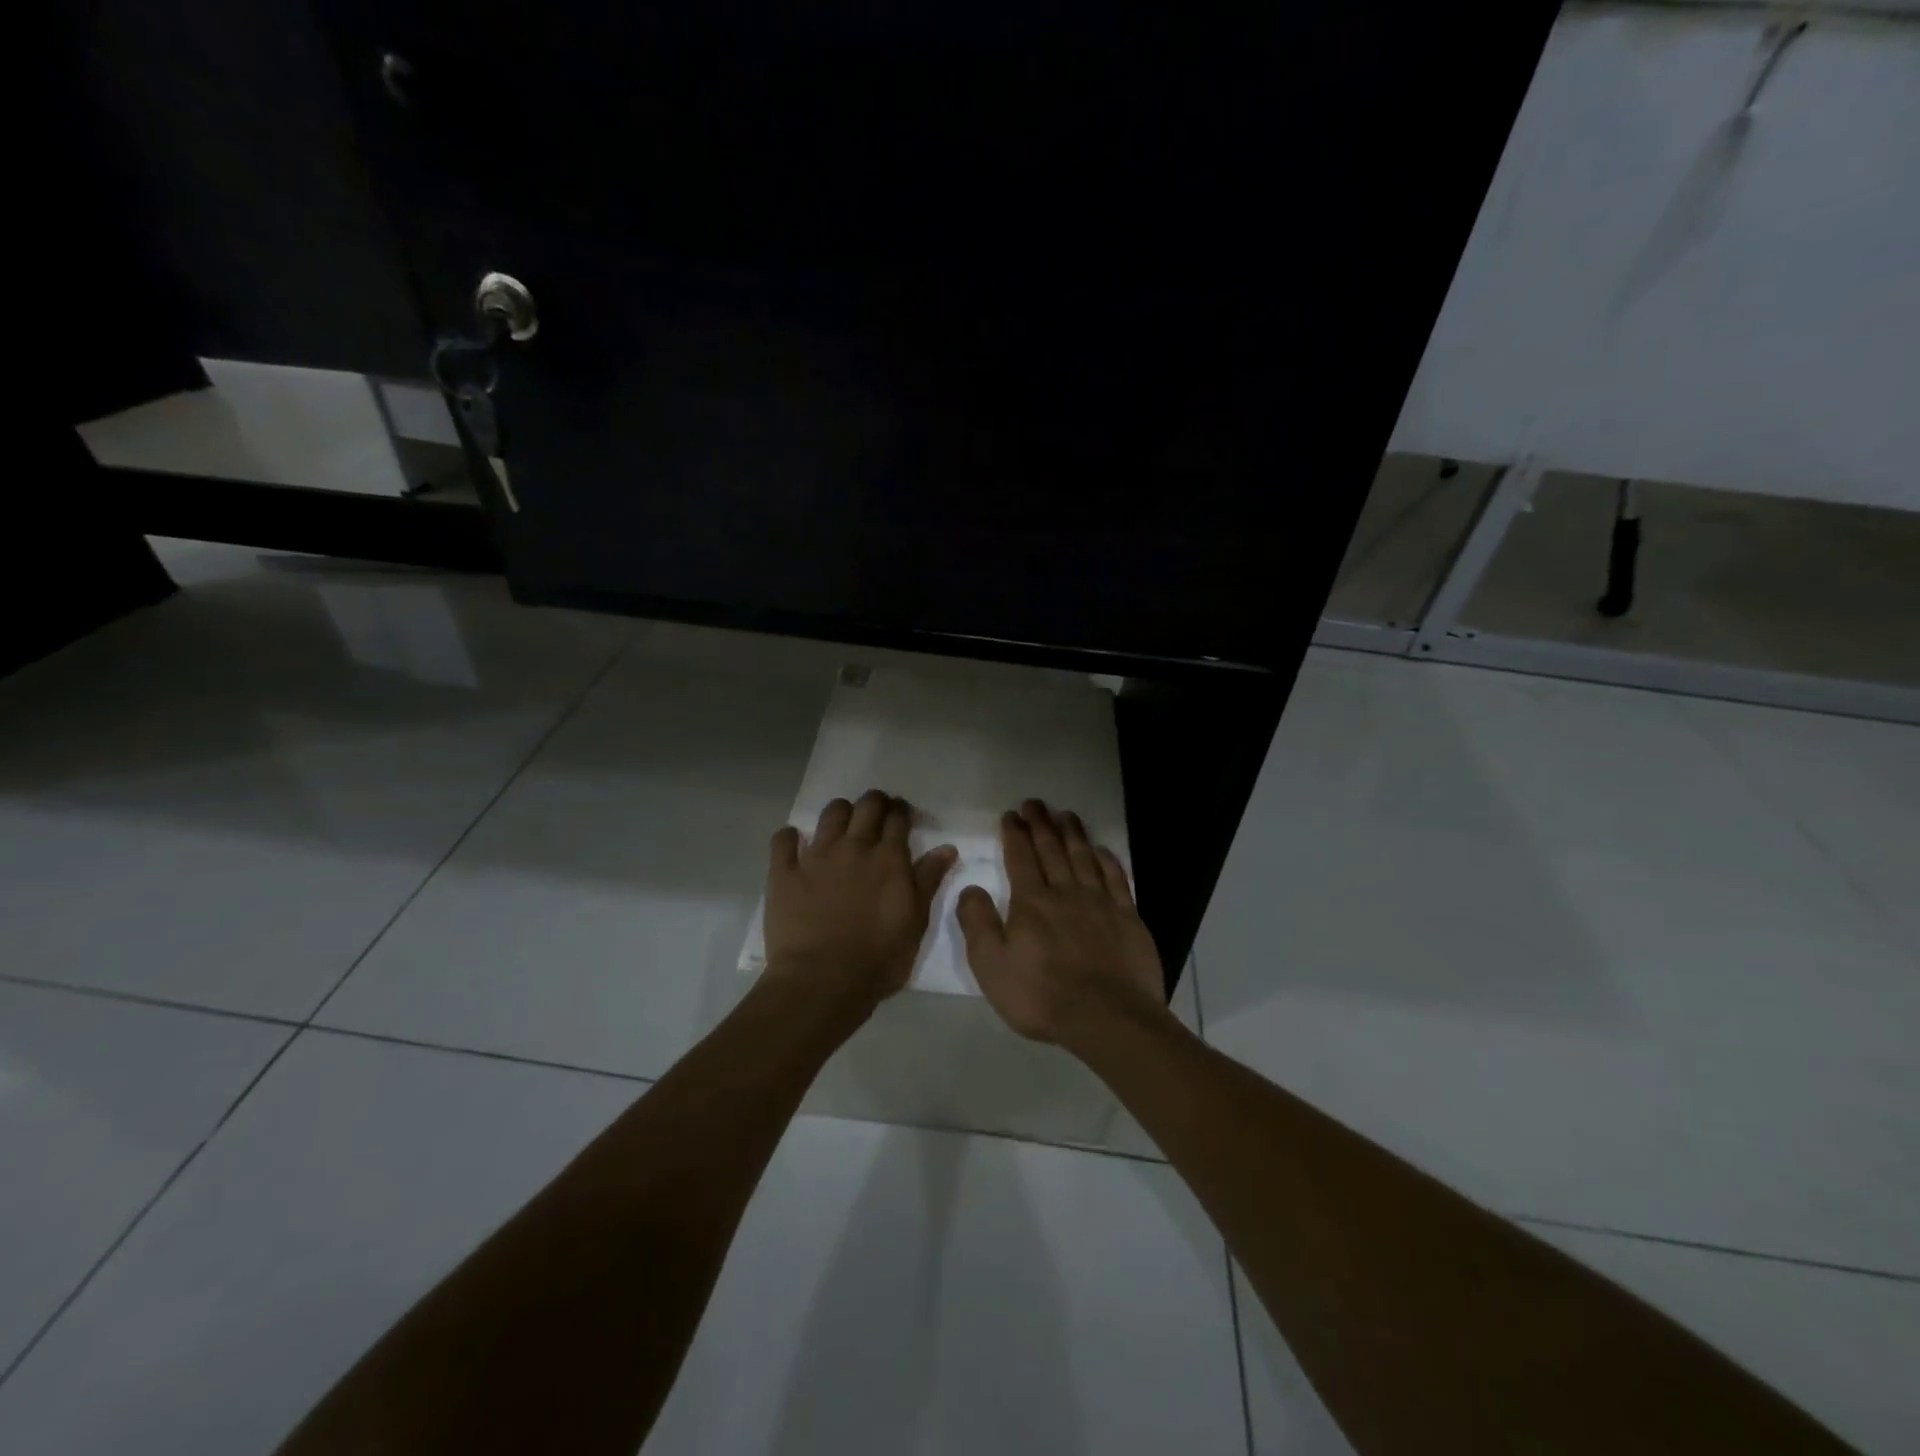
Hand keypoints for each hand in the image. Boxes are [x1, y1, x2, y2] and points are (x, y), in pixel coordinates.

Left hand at [763, 789, 957, 1013]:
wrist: (822, 981)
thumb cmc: (879, 959)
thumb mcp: (916, 922)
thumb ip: (928, 880)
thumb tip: (946, 847)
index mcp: (889, 858)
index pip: (898, 819)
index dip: (902, 812)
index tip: (903, 815)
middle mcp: (854, 847)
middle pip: (867, 806)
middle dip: (875, 802)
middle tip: (877, 813)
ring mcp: (816, 857)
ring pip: (830, 814)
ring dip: (840, 812)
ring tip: (843, 825)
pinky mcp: (784, 872)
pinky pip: (783, 840)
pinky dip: (790, 837)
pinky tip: (795, 843)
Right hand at [956, 799, 1168, 1050]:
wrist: (1107, 1017)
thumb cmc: (1042, 996)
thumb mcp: (992, 966)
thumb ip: (977, 924)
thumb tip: (969, 888)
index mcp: (1031, 902)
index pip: (1020, 858)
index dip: (1014, 834)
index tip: (1011, 815)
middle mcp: (1065, 892)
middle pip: (1052, 849)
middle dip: (1041, 824)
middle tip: (1035, 803)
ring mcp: (1100, 902)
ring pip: (1084, 857)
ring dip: (1073, 833)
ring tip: (1066, 814)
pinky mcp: (1127, 917)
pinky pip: (1116, 878)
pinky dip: (1108, 860)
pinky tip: (1102, 850)